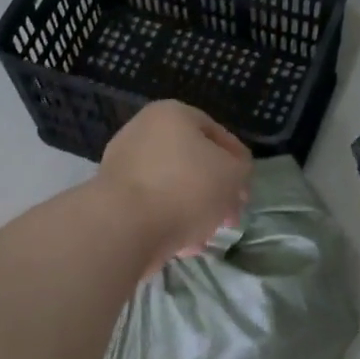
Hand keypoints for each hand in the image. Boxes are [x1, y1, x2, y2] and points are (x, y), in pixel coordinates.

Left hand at [98, 101, 252, 269]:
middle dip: (216, 192)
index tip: (247, 191)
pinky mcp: (113, 198)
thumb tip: (232, 175)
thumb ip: (241, 170)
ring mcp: (123, 165)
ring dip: (194, 210)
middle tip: (229, 217)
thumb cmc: (185, 189)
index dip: (239, 163)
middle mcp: (143, 132)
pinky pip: (152, 207)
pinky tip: (183, 244)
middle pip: (193, 163)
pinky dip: (169, 222)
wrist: (124, 226)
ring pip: (173, 188)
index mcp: (172, 114)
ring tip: (206, 234)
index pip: (218, 133)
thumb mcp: (233, 174)